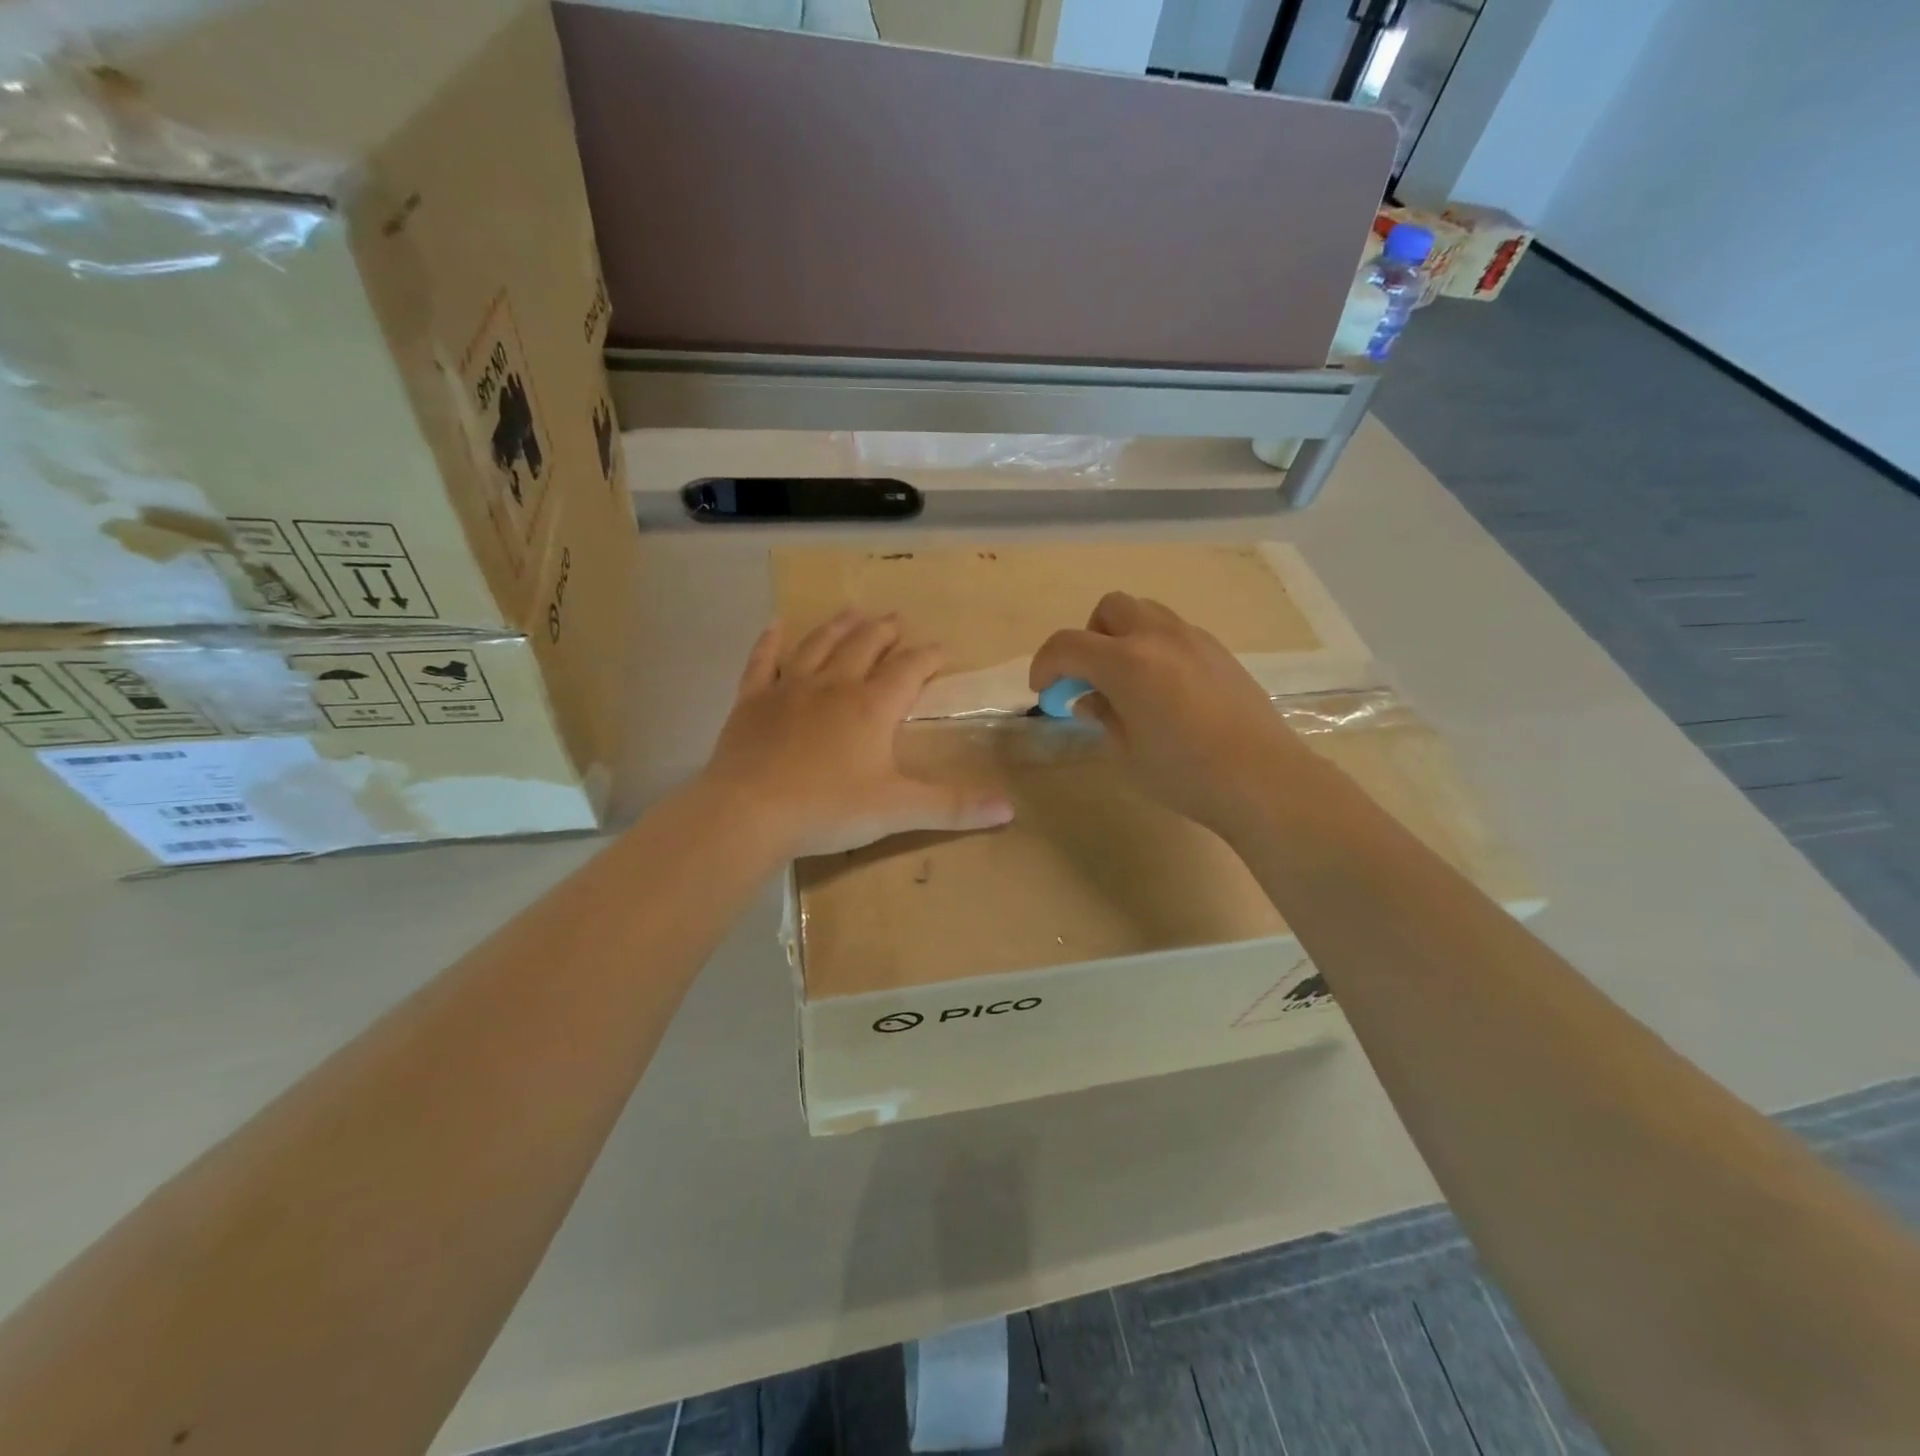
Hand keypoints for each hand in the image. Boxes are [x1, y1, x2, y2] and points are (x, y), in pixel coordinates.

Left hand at [702, 611, 1015, 858]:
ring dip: (840, 626)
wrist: (748, 813)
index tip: (942, 650)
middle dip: (886, 631)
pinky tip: (776, 624)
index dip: (929, 656)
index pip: (910, 669)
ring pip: (819, 644)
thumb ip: (953, 807)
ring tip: (854, 613)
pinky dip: (770, 641)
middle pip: (865, 645)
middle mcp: (834, 685)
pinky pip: (762, 661)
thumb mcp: (897, 811)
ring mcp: (789, 688)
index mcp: (872, 706)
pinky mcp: (752, 701)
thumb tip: (1009, 810)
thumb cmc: (827, 809)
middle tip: (897, 620)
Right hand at [1029, 592, 1309, 833]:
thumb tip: (1089, 698)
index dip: (1045, 664)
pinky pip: (1174, 631)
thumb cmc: (1184, 773)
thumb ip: (1101, 715)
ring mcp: (1194, 639)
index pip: (1068, 645)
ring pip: (1145, 612)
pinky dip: (1155, 646)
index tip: (1044, 690)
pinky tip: (1165, 689)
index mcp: (1127, 662)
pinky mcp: (1219, 651)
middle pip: (1109, 609)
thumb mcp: (1126, 753)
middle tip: (1090, 678)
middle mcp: (1158, 637)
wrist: (1263, 778)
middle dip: (1088, 637)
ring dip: (1123, 636)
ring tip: (1128, 680)